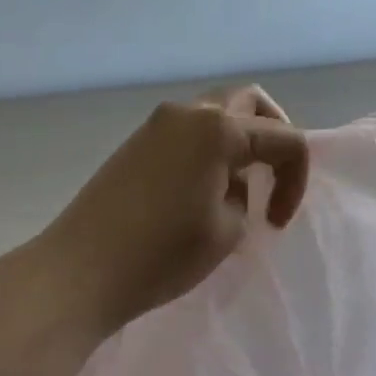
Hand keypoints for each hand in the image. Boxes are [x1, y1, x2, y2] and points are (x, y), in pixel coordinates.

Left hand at [36, 86, 310, 331]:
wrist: (79, 271)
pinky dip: (210, 148)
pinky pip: (189, 130)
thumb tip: (229, 184)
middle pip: (251, 103)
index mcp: (219, 129)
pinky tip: (203, 189)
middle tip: (272, 178)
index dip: (295, 180)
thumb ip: (242, 196)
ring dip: (239, 140)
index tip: (276, 222)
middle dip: (273, 137)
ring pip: (217, 112)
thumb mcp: (227, 230)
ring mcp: (158, 123)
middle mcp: (190, 112)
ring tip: (236, 188)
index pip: (284, 138)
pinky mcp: (137, 142)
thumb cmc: (161, 254)